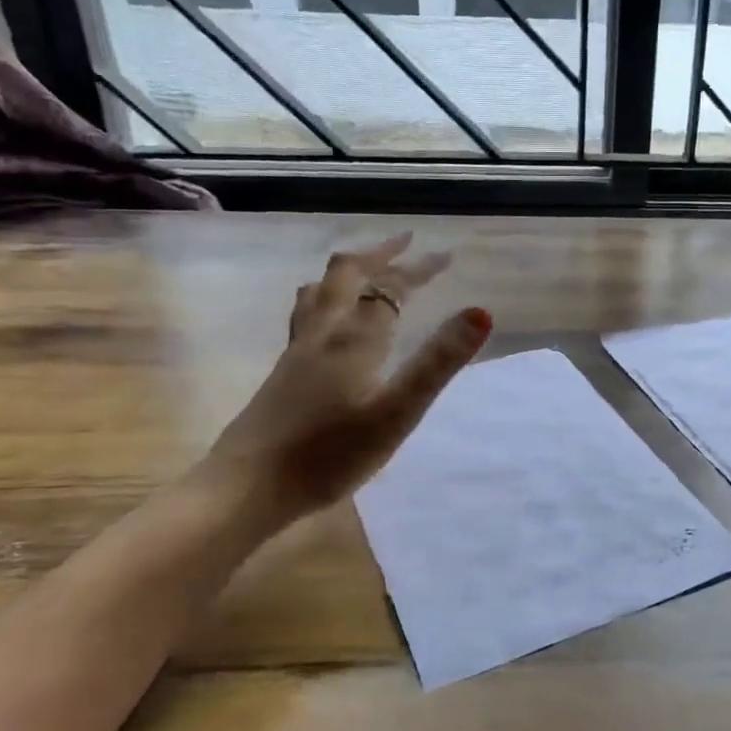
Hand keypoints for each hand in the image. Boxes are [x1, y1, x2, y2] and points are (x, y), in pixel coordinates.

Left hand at [199, 232, 491, 526]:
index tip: (446, 256)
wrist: (249, 486)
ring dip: (349, 272)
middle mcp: (323, 333)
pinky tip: (328, 321)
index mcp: (354, 338)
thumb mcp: (397, 413)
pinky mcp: (283, 371)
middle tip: (405, 244)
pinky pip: (307, 313)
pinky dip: (327, 297)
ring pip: (320, 291)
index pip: (391, 289)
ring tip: (366, 270)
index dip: (419, 269)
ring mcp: (298, 351)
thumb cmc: (330, 454)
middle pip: (347, 276)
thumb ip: (437, 362)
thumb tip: (481, 312)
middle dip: (380, 255)